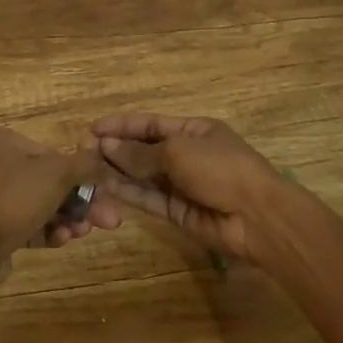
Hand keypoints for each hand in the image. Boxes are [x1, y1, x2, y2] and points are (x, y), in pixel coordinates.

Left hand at [0, 126, 120, 260]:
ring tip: (84, 233)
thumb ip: (85, 165)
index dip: (80, 175)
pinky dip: (44, 230)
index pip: (50, 153)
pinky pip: (22, 223)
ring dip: (65, 218)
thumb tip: (103, 161)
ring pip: (37, 204)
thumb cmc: (13, 199)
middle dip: (78, 202)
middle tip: (107, 221)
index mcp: (1, 140)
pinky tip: (62, 241)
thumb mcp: (57, 174)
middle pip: (46, 181)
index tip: (103, 194)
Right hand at [91, 113, 288, 260]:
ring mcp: (183, 185)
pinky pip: (149, 199)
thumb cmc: (222, 169)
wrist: (258, 218)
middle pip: (144, 149)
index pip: (150, 124)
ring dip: (118, 171)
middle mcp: (186, 155)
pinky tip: (106, 187)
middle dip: (116, 149)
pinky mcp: (179, 213)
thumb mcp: (178, 152)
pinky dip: (129, 193)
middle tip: (83, 151)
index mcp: (193, 130)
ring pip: (143, 175)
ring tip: (87, 168)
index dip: (122, 125)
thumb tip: (107, 147)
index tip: (93, 128)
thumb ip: (141, 153)